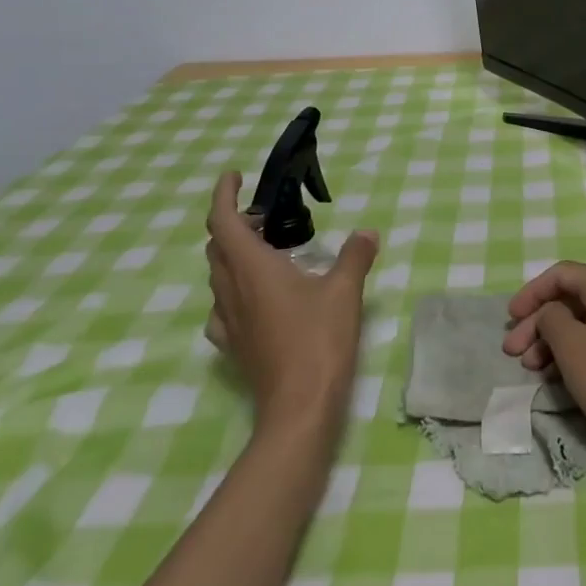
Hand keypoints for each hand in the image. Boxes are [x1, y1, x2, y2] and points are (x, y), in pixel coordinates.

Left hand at [204, 170, 377, 438]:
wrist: (299, 408)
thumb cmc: (319, 341)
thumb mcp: (344, 291)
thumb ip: (355, 256)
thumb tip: (367, 232)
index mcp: (252, 268)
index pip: (223, 221)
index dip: (223, 195)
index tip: (234, 176)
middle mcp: (232, 290)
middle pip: (217, 247)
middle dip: (234, 223)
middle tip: (265, 216)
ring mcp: (228, 322)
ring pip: (218, 276)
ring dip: (233, 255)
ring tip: (266, 250)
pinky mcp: (234, 346)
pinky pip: (222, 307)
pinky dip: (234, 289)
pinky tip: (256, 298)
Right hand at [500, 262, 585, 460]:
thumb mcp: (572, 347)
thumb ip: (551, 319)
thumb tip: (550, 313)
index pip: (561, 275)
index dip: (531, 294)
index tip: (509, 319)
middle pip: (572, 299)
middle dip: (539, 323)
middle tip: (513, 352)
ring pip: (585, 322)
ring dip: (554, 341)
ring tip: (531, 369)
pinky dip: (576, 352)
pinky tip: (558, 376)